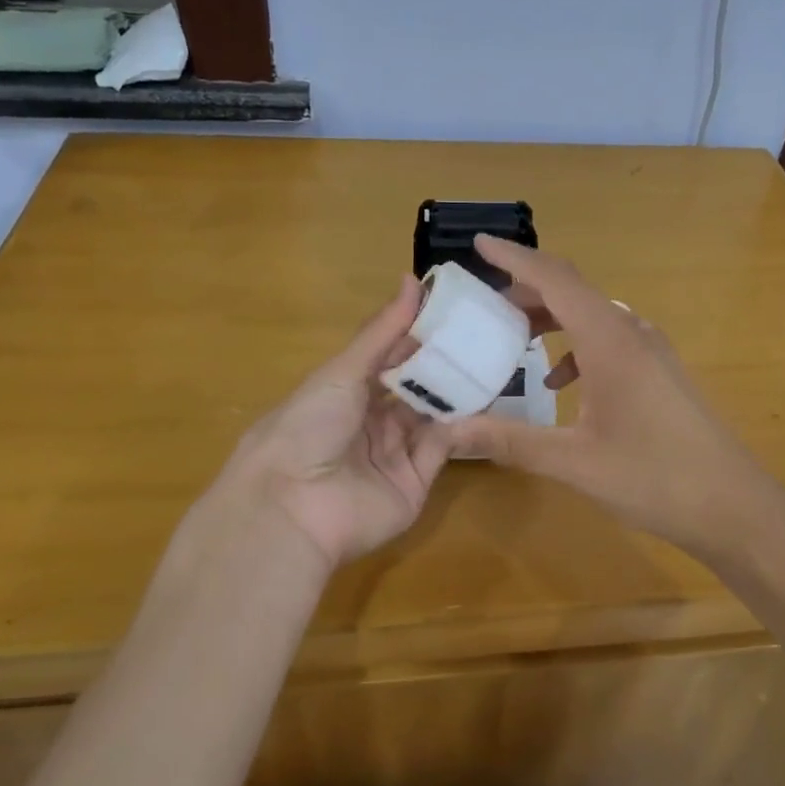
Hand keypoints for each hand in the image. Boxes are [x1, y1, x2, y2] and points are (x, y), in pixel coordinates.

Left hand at [204, 278, 452, 570]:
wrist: (293, 506)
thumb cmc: (308, 426)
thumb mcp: (342, 372)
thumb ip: (383, 332)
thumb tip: (413, 280)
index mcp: (345, 393)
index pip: (388, 360)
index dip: (417, 337)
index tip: (453, 312)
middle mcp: (370, 423)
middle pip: (413, 389)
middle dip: (442, 366)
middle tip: (481, 337)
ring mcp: (393, 455)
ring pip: (432, 418)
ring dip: (456, 394)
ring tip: (491, 362)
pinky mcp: (414, 484)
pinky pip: (442, 450)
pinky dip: (460, 428)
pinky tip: (481, 402)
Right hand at [448, 236, 783, 563]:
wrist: (733, 505)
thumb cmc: (654, 477)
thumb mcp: (573, 461)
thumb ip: (509, 441)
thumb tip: (450, 431)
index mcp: (610, 341)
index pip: (555, 279)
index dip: (515, 258)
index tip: (478, 244)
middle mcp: (632, 333)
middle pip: (573, 292)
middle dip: (526, 291)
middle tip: (483, 305)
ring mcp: (652, 352)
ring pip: (592, 317)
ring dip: (551, 320)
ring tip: (512, 339)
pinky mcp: (660, 373)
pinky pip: (610, 342)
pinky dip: (577, 349)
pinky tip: (560, 385)